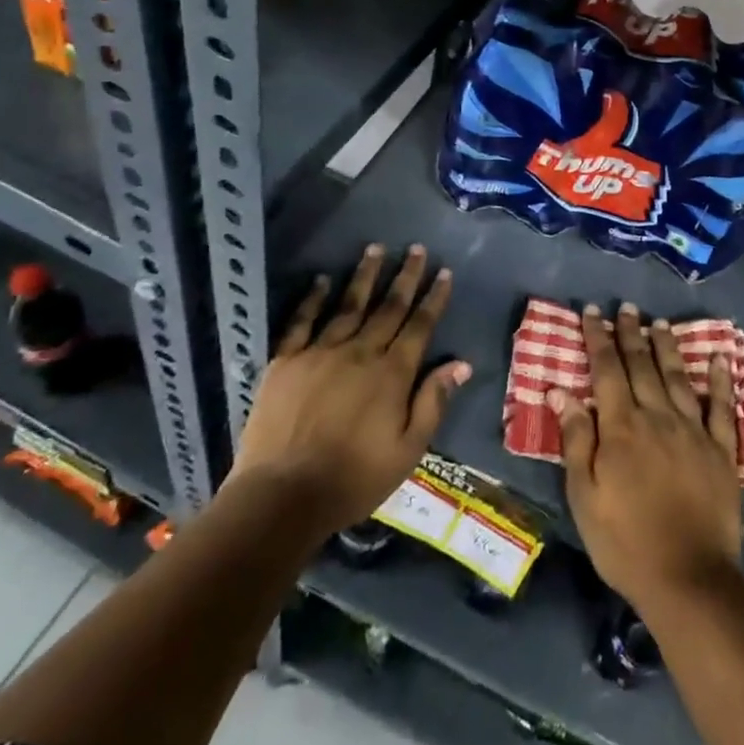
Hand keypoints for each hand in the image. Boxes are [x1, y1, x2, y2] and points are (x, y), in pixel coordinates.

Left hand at [233, 243, 469, 535]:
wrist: (283, 496)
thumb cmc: (353, 479)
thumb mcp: (408, 450)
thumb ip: (433, 402)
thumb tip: (461, 363)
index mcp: (392, 374)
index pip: (419, 325)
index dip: (434, 297)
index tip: (443, 272)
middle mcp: (360, 352)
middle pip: (388, 307)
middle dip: (405, 276)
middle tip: (417, 248)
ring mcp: (320, 353)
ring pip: (349, 304)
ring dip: (365, 275)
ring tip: (375, 248)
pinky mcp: (286, 361)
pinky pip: (302, 321)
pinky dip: (313, 298)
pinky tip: (322, 280)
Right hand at [553, 303, 742, 612]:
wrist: (688, 579)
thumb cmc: (625, 542)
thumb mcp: (584, 497)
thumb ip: (576, 440)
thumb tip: (562, 391)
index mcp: (622, 427)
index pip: (607, 370)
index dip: (599, 338)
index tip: (593, 312)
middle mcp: (658, 417)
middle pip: (642, 365)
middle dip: (631, 333)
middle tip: (626, 307)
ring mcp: (693, 431)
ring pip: (678, 377)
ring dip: (667, 348)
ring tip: (659, 323)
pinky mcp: (721, 450)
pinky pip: (722, 407)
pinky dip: (720, 380)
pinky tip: (719, 358)